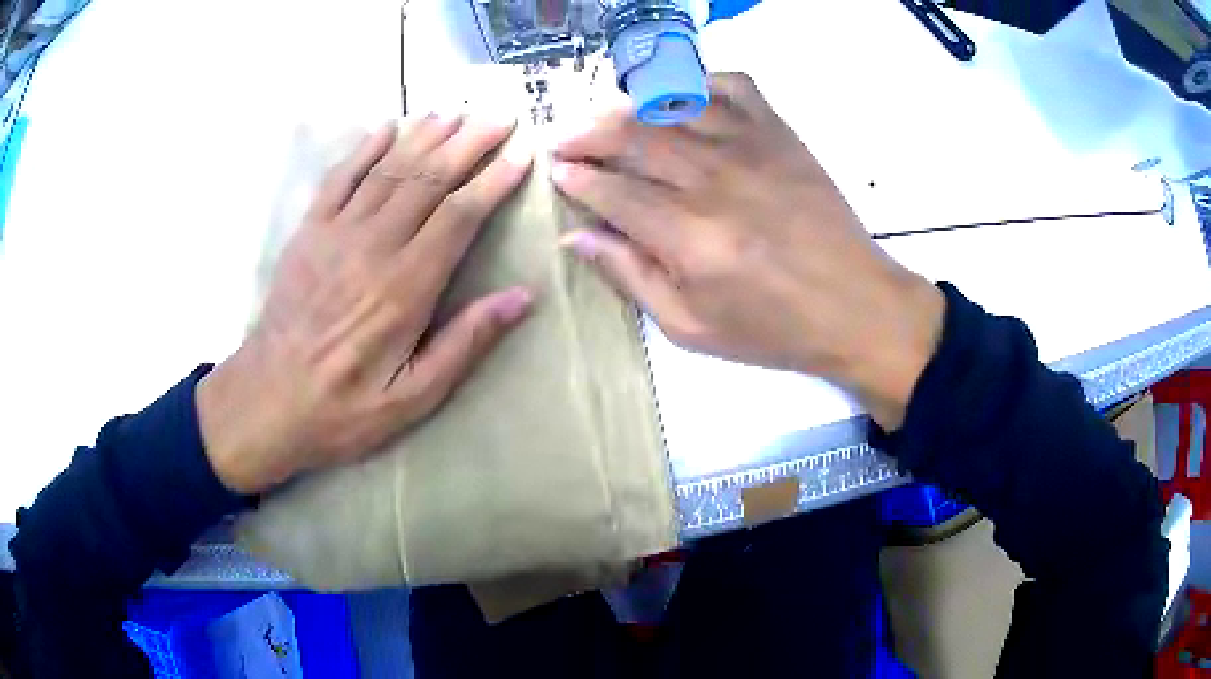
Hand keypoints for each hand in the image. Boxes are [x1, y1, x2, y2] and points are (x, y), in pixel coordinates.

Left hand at [197, 115, 533, 494]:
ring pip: (389, 170)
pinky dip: (365, 149)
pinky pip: (339, 179)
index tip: (522, 152)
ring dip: (425, 136)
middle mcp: (374, 246)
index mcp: (406, 287)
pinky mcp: (308, 233)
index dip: (494, 179)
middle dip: (469, 143)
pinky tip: (387, 127)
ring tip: (456, 112)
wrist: (266, 401)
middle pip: (429, 179)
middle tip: (499, 115)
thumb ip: (465, 343)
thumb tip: (521, 298)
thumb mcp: (413, 396)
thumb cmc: (343, 408)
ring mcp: (336, 234)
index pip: (460, 215)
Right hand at [552, 74, 942, 429]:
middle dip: (586, 134)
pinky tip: (679, 100)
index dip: (576, 178)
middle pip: (631, 137)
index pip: (612, 191)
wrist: (855, 306)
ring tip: (606, 117)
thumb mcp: (691, 327)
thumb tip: (576, 237)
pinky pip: (731, 86)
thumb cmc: (772, 328)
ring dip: (627, 107)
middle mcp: (714, 180)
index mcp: (688, 237)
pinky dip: (697, 84)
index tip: (558, 172)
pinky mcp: (780, 133)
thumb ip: (630, 276)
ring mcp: (751, 147)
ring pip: (671, 107)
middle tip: (565, 139)